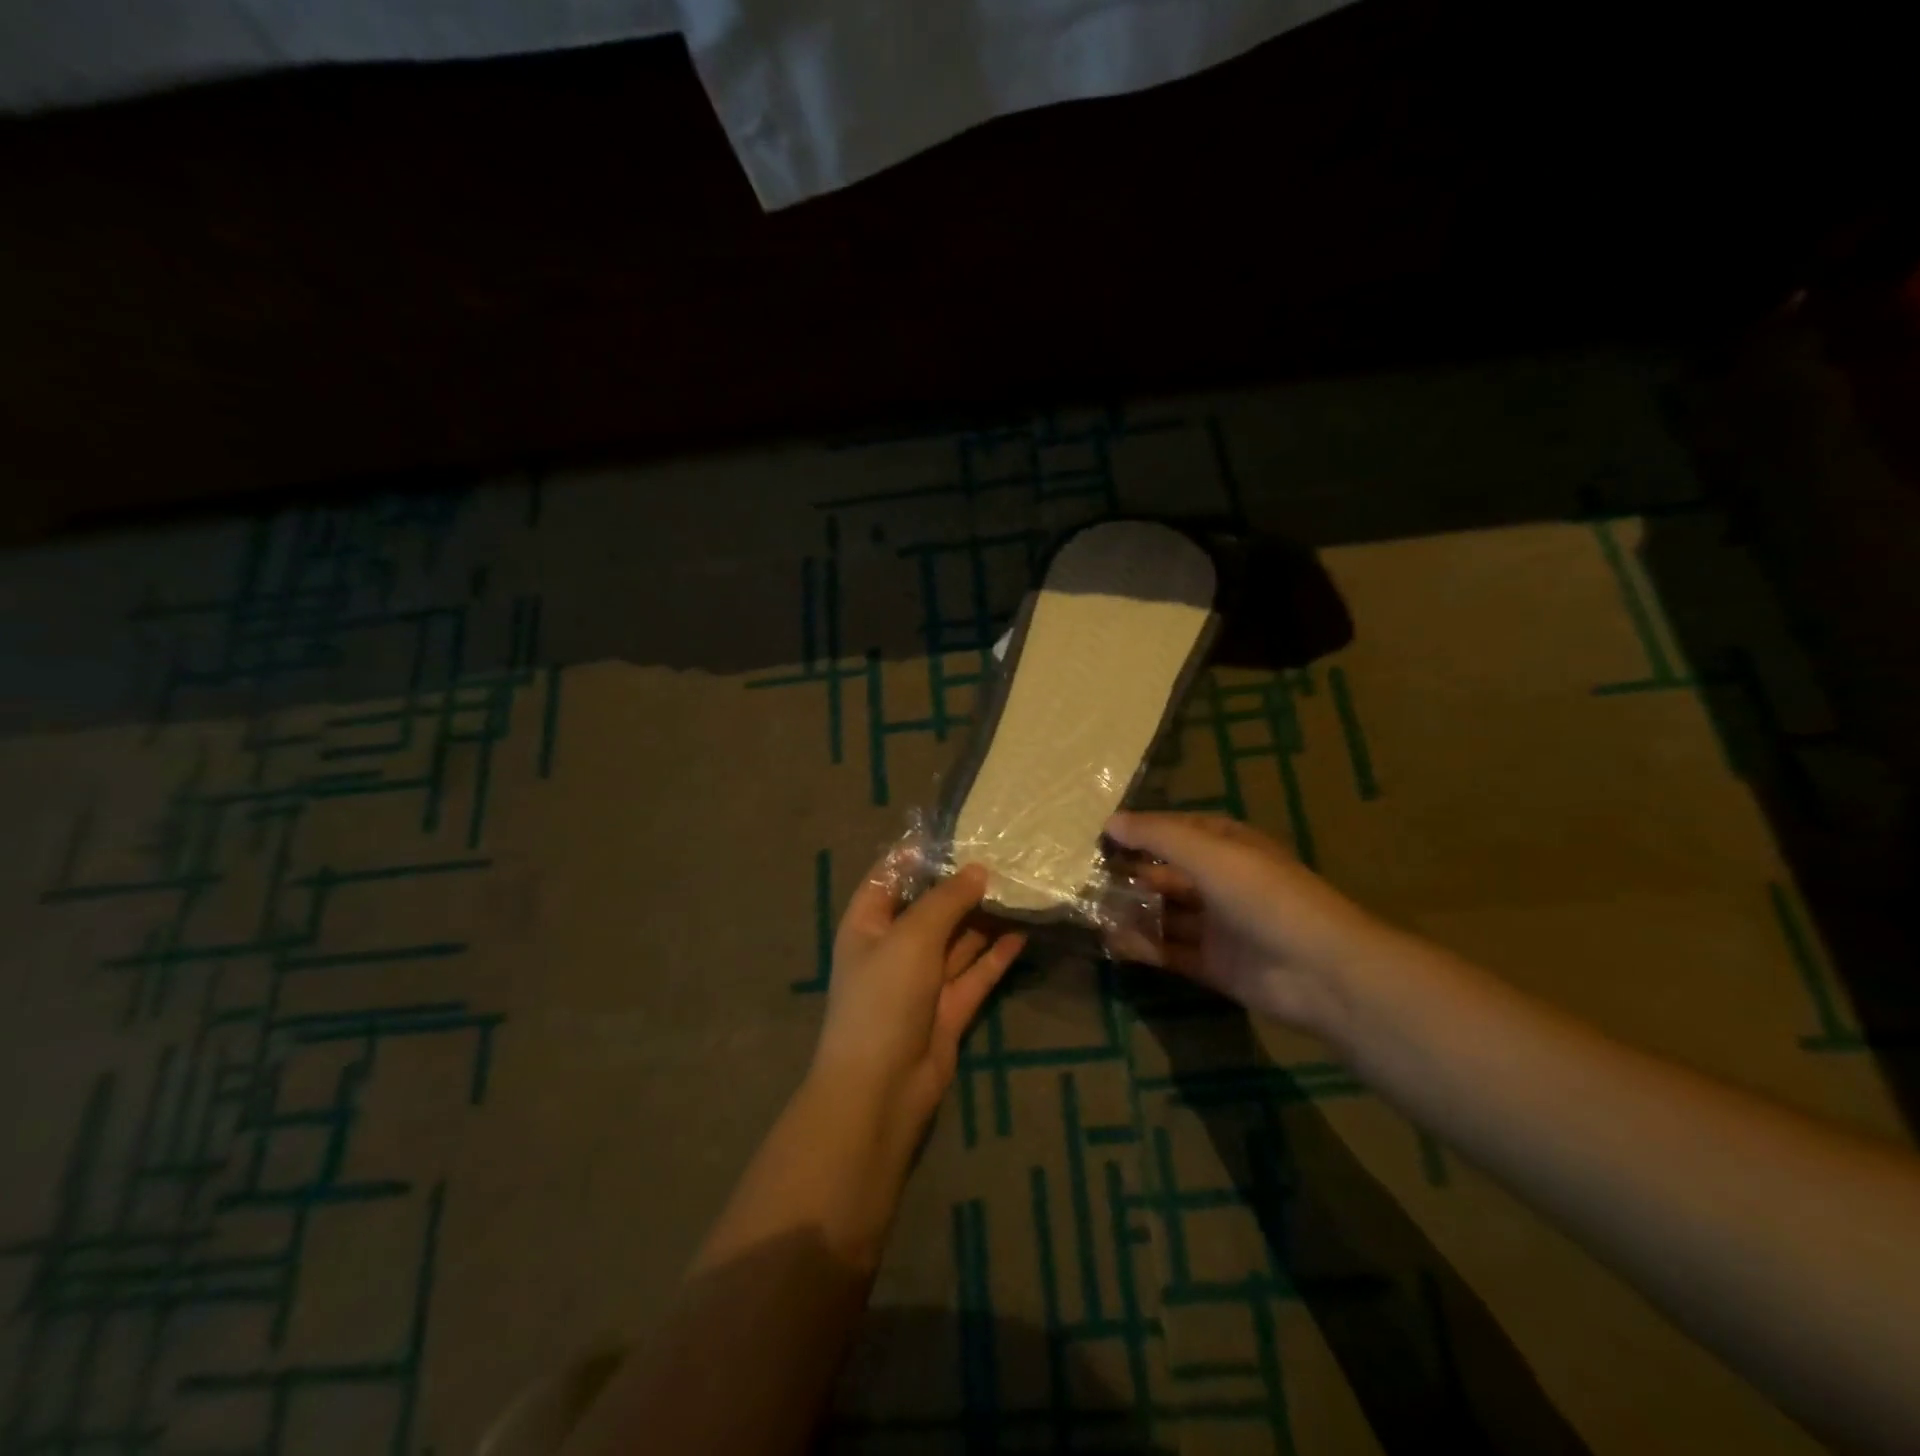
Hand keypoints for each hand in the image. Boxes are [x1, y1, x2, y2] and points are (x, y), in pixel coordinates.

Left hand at [812, 859, 1026, 1152]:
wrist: (881, 1090)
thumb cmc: (883, 998)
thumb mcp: (911, 937)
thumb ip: (946, 900)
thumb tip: (978, 870)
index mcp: (868, 924)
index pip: (890, 876)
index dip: (919, 853)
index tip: (959, 831)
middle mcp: (893, 947)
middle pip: (930, 907)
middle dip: (962, 885)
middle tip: (1004, 857)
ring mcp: (922, 980)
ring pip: (957, 939)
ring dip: (984, 918)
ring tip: (1020, 887)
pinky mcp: (949, 1008)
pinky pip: (976, 973)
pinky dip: (997, 955)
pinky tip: (1024, 932)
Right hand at [1107, 811, 1397, 1045]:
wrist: (1320, 970)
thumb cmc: (1263, 895)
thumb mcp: (1208, 852)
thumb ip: (1157, 836)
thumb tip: (1110, 821)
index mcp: (1227, 846)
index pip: (1175, 830)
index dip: (1139, 831)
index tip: (1098, 836)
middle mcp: (1221, 881)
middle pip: (1166, 874)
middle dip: (1130, 874)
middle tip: (1084, 878)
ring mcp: (1218, 925)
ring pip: (1165, 913)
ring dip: (1132, 911)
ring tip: (1089, 911)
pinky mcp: (1214, 964)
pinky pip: (1171, 951)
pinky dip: (1143, 947)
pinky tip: (1112, 943)